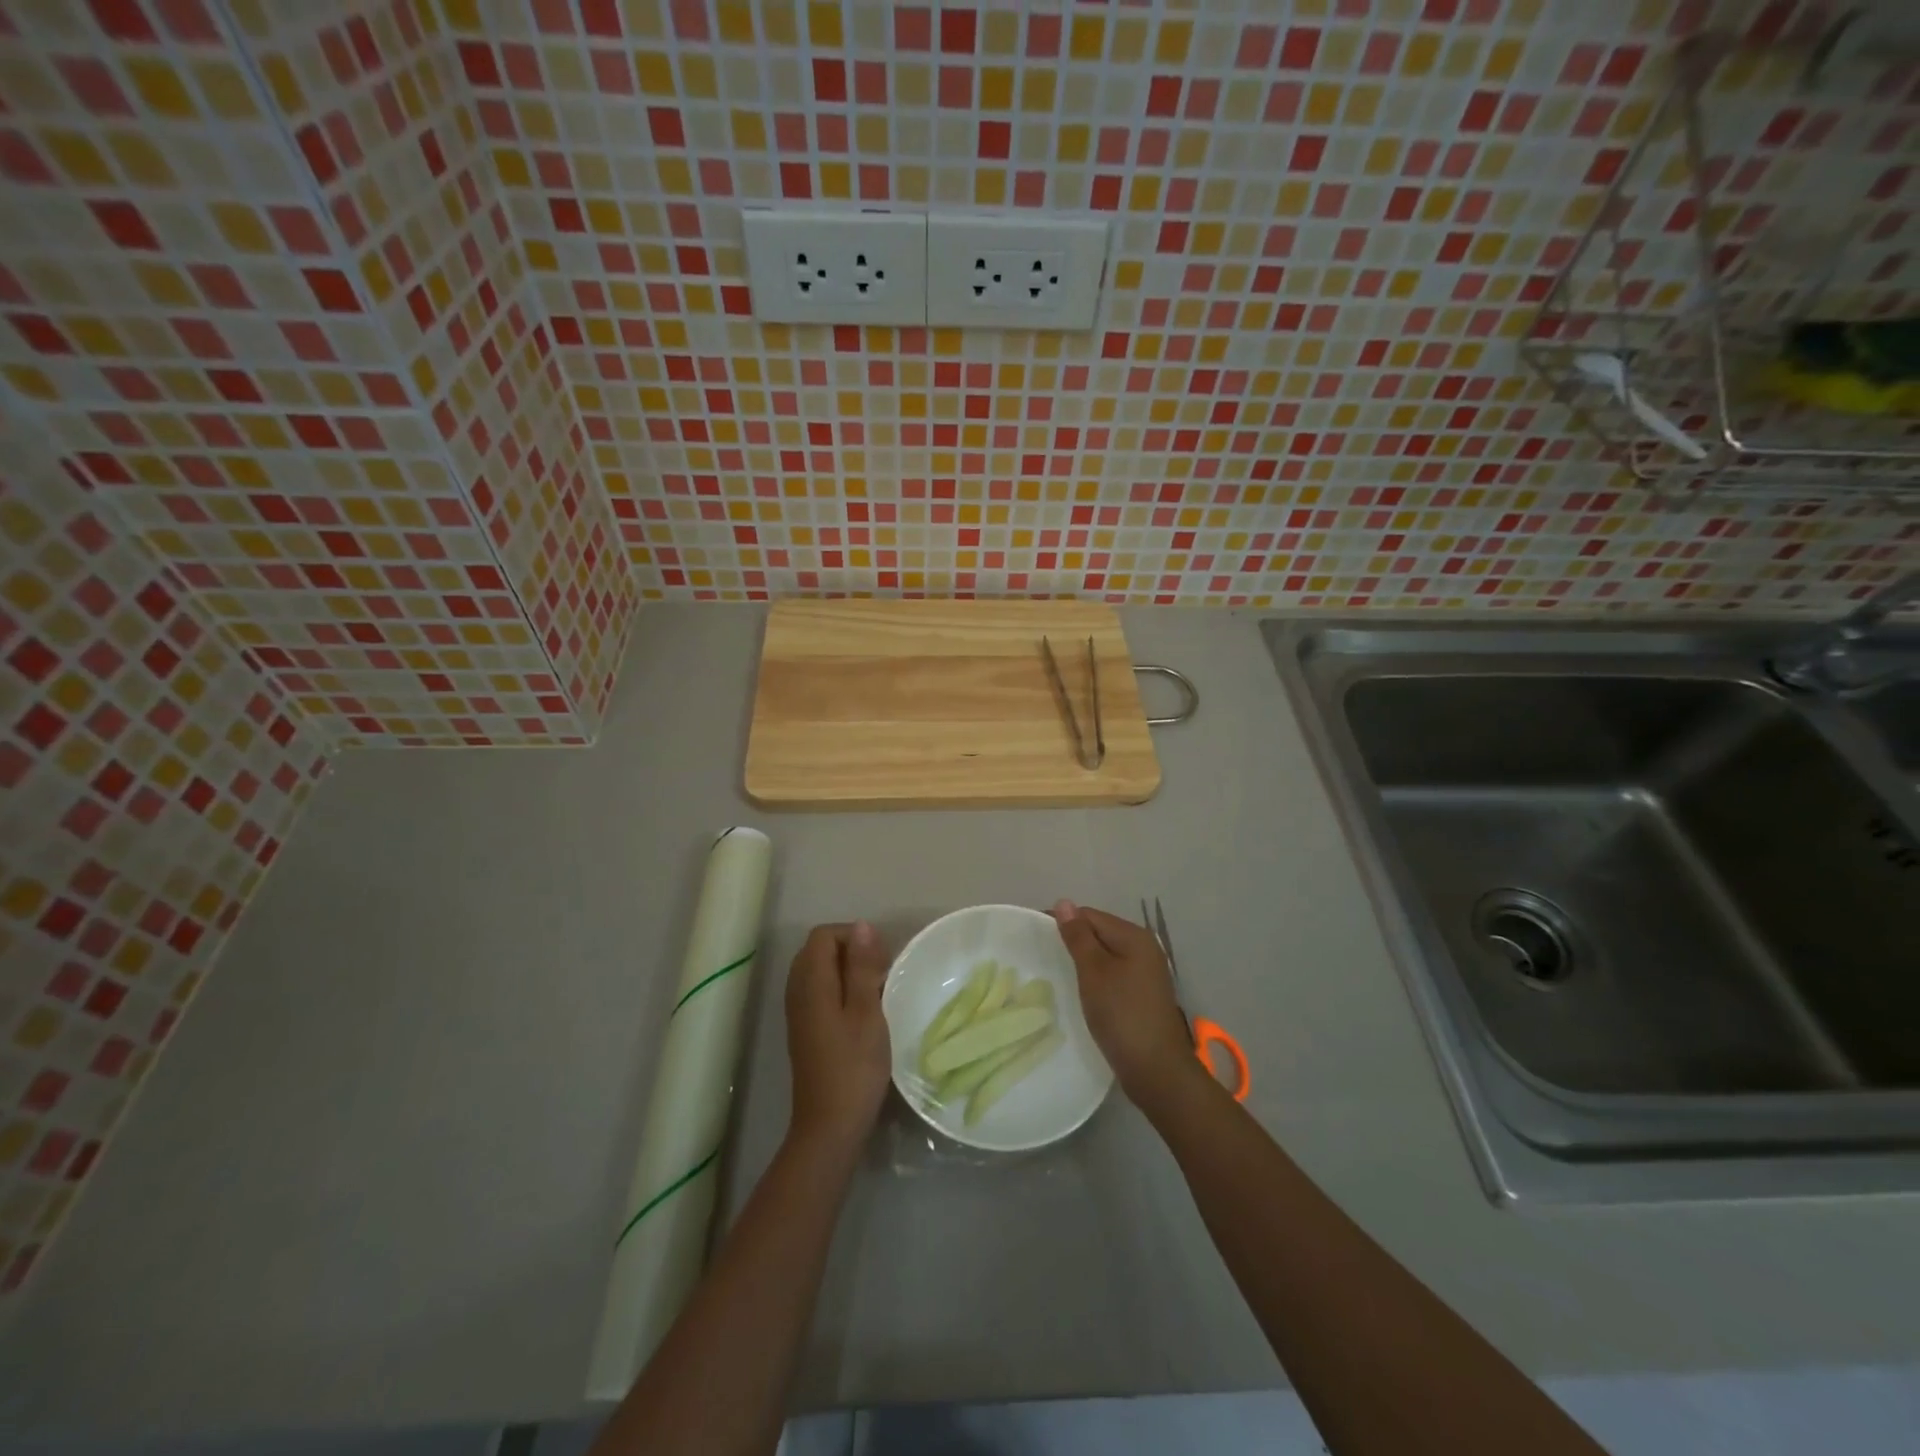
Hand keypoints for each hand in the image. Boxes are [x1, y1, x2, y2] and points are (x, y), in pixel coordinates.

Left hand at [784, 922, 891, 1157]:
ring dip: (848, 971)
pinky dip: (841, 990)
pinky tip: (863, 1012)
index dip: (853, 936)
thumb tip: (862, 926)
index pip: (823, 935)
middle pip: (818, 950)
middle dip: (851, 951)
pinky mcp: (805, 1029)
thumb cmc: (854, 1067)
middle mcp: (797, 991)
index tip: (880, 958)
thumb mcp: (867, 1012)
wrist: (830, 1126)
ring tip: (877, 991)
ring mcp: (798, 1012)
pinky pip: (819, 992)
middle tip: (882, 973)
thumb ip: (862, 967)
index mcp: (810, 983)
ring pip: (820, 972)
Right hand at [1052, 901, 1195, 1103]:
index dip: (1064, 923)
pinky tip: (1085, 993)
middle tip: (1046, 958)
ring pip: (1107, 955)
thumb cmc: (1121, 1014)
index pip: (1090, 915)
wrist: (1156, 1070)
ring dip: (1085, 962)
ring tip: (1061, 975)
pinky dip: (1097, 978)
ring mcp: (1147, 973)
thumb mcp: (1093, 971)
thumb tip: (1064, 902)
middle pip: (1100, 933)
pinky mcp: (1144, 995)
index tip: (1037, 938)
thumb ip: (1078, 936)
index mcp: (1134, 936)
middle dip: (1075, 942)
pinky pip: (1114, 974)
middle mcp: (1145, 948)